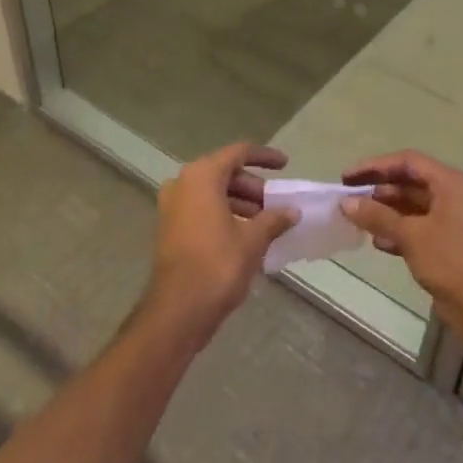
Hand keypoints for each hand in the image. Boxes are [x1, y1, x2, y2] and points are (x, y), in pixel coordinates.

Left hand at [147, 142, 297, 348]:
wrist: (178, 309)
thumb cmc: (217, 265)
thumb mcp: (253, 239)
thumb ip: (274, 219)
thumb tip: (292, 211)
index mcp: (202, 176)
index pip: (238, 153)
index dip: (264, 157)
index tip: (285, 165)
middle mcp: (183, 184)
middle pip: (224, 173)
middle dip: (253, 187)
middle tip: (277, 204)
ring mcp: (172, 206)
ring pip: (213, 193)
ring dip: (240, 203)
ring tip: (266, 223)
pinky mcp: (170, 228)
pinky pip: (202, 210)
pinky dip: (224, 215)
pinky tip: (246, 235)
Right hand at [340, 150, 462, 333]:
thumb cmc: (450, 261)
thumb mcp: (410, 235)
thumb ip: (377, 216)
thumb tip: (345, 203)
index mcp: (451, 183)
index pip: (408, 162)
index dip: (375, 166)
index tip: (347, 177)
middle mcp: (453, 196)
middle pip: (409, 182)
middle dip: (378, 189)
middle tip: (348, 197)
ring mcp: (452, 220)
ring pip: (412, 206)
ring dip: (385, 212)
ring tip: (358, 219)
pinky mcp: (447, 243)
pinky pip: (418, 227)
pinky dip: (398, 231)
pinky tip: (378, 242)